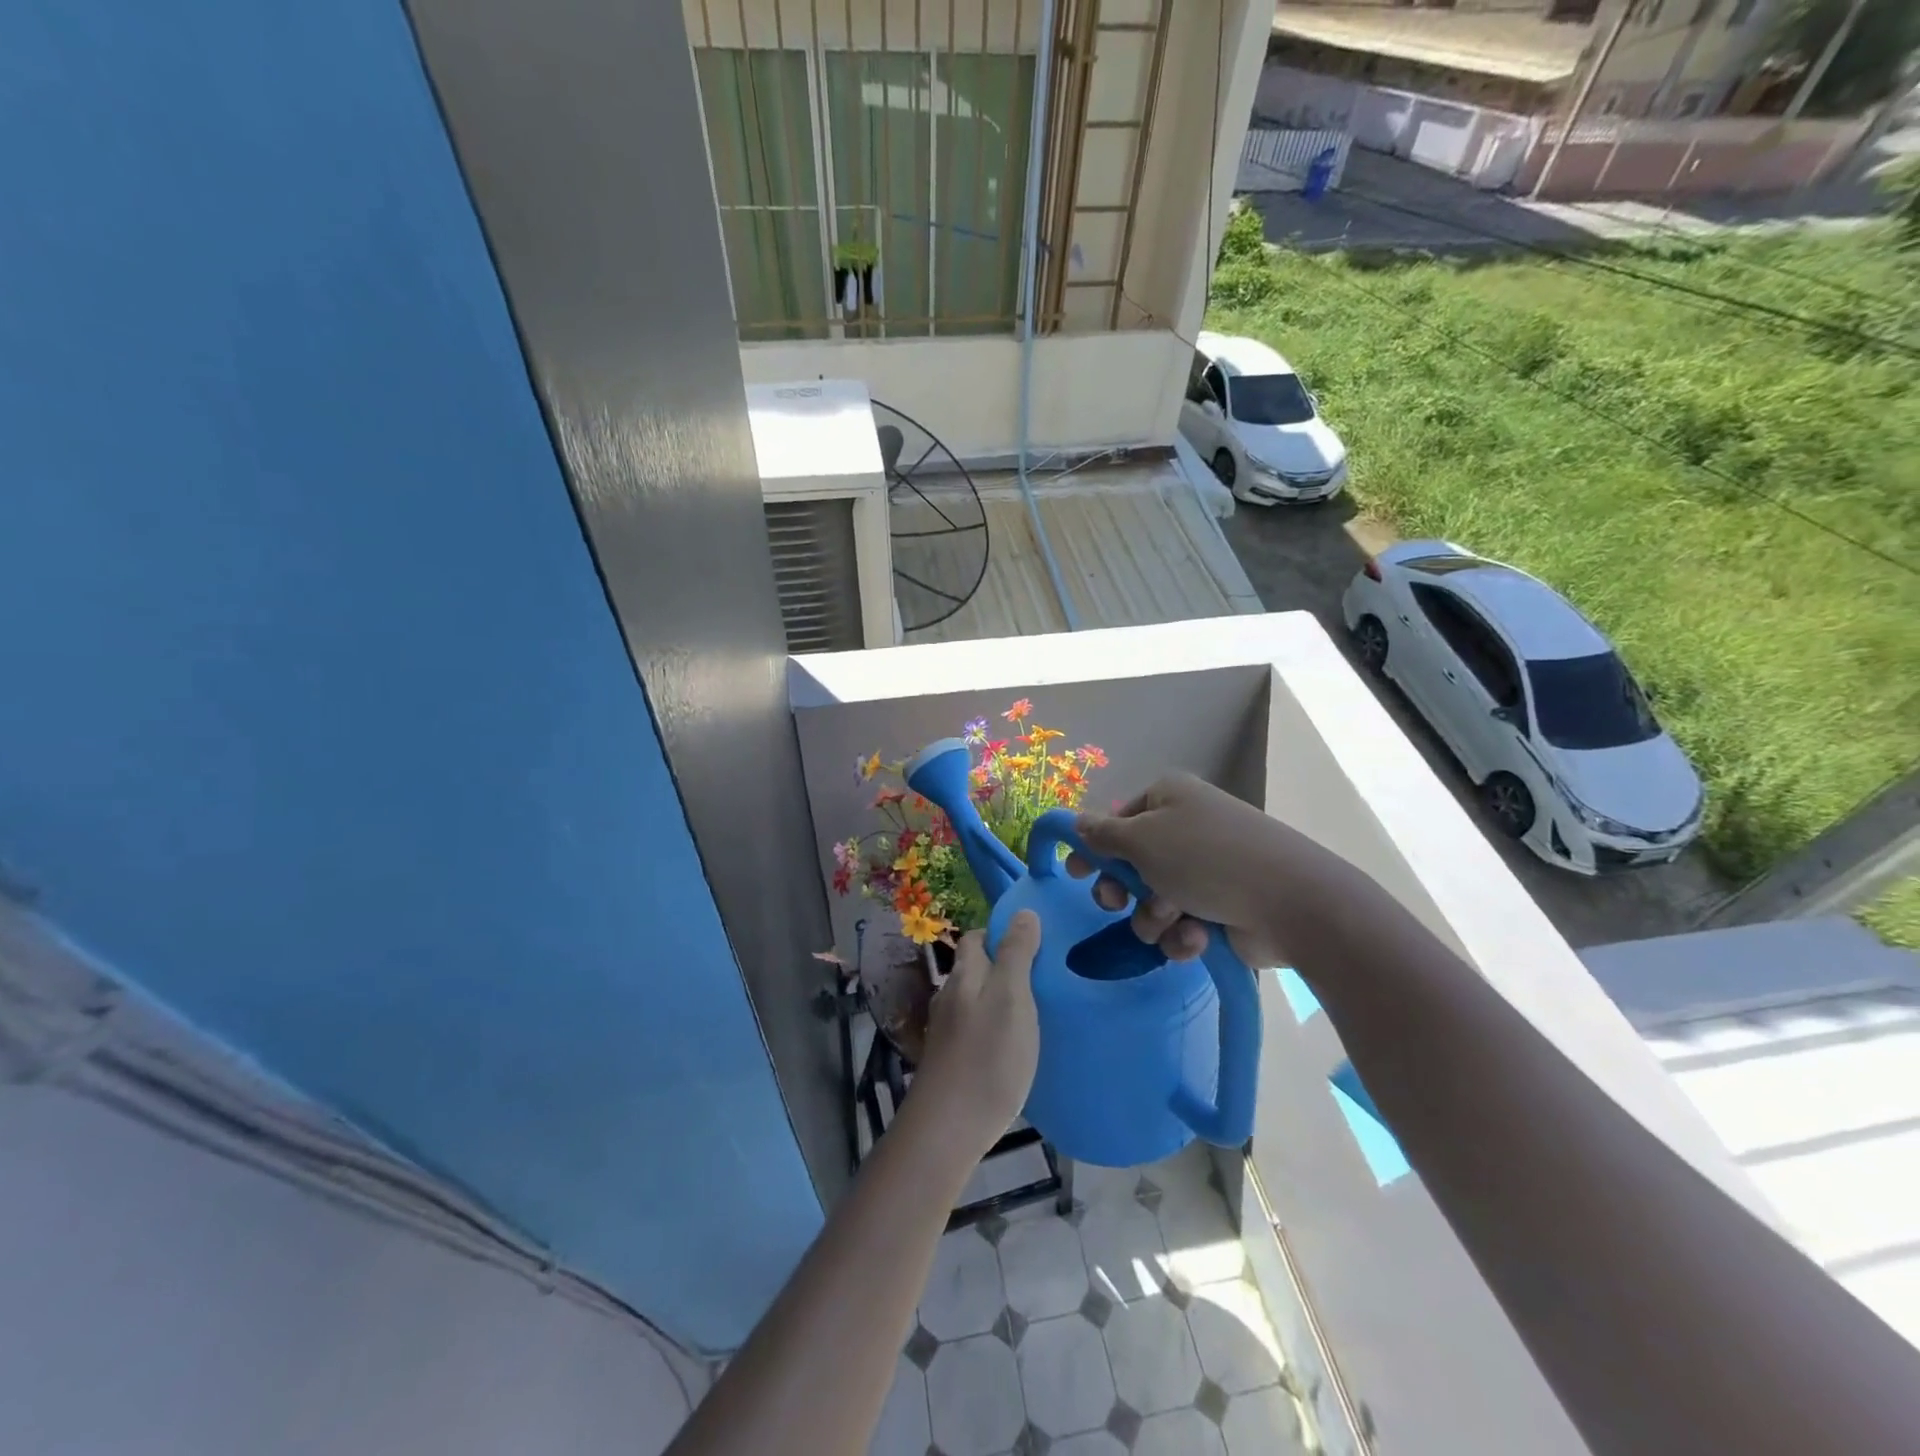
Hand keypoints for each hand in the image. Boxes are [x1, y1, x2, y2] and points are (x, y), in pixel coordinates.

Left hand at [914, 912, 1041, 1155]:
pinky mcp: (949, 1062)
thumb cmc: (987, 1056)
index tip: (1033, 943)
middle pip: (974, 969)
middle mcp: (950, 997)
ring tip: (1033, 1013)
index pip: (976, 938)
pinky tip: (1011, 1047)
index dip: (1000, 934)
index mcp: (964, 975)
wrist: (948, 1129)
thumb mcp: (1012, 997)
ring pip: (974, 1002)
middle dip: (1002, 967)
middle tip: (1042, 979)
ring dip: (999, 1000)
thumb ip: (1017, 954)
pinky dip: (992, 1030)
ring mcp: (946, 1032)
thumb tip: (1022, 911)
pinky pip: (974, 1031)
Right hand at [1069, 773, 1289, 968]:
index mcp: (1169, 798)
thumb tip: (1077, 821)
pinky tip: (1199, 938)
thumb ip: (1102, 834)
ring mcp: (1207, 869)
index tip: (1075, 874)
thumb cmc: (1205, 859)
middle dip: (1124, 890)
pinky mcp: (1223, 907)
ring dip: (1154, 917)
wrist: (1290, 902)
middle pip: (1132, 863)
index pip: (1117, 819)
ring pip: (1154, 900)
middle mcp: (1187, 828)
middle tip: (1117, 904)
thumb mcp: (1142, 839)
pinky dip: (1184, 935)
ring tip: (1174, 920)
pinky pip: (1183, 923)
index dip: (1094, 847)